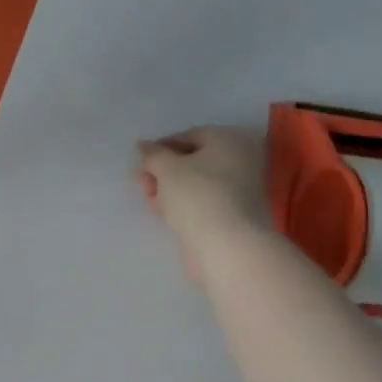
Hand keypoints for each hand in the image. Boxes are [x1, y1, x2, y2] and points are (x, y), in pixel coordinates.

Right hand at [134, 126, 272, 284]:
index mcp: (229, 140)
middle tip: (142, 183)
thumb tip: (144, 146)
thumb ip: (153, 154)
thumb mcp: (166, 168)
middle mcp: (240, 161)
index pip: (190, 135)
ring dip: (169, 189)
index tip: (141, 161)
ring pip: (196, 183)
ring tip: (150, 200)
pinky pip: (202, 202)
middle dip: (163, 171)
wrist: (227, 245)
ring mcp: (239, 190)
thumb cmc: (197, 195)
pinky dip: (183, 204)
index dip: (162, 146)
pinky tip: (165, 213)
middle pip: (193, 160)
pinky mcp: (232, 215)